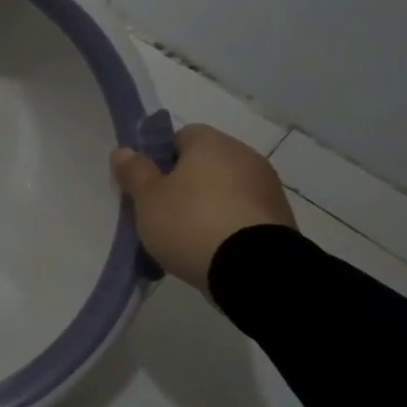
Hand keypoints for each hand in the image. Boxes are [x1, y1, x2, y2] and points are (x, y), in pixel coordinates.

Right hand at [111, 124, 294, 292]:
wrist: (255, 270)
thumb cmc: (190, 222)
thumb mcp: (147, 198)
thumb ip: (134, 172)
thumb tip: (124, 151)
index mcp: (212, 143)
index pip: (181, 136)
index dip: (160, 158)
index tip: (149, 185)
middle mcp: (245, 156)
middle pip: (205, 164)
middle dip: (184, 184)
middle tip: (162, 212)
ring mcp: (268, 189)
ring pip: (226, 190)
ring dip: (208, 206)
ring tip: (187, 238)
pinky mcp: (282, 220)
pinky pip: (243, 215)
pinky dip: (229, 226)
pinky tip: (213, 250)